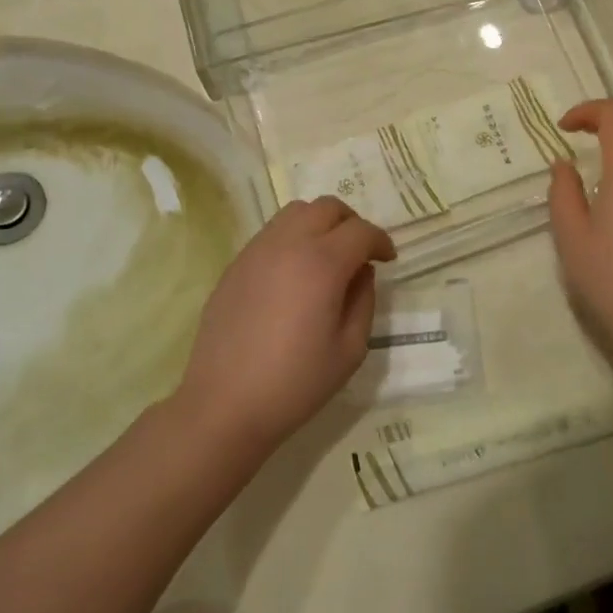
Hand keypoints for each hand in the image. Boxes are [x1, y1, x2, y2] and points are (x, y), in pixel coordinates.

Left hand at [177, 196, 394, 453]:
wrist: (224, 405)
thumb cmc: (295, 383)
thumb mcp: (350, 350)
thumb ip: (364, 300)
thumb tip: (361, 271)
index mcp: (322, 264)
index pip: (360, 231)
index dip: (380, 241)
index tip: (387, 259)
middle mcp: (288, 244)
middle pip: (327, 207)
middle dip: (352, 223)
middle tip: (360, 252)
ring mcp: (257, 251)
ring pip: (296, 212)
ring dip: (319, 223)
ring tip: (326, 256)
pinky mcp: (236, 264)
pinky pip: (271, 233)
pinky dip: (292, 238)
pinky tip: (294, 273)